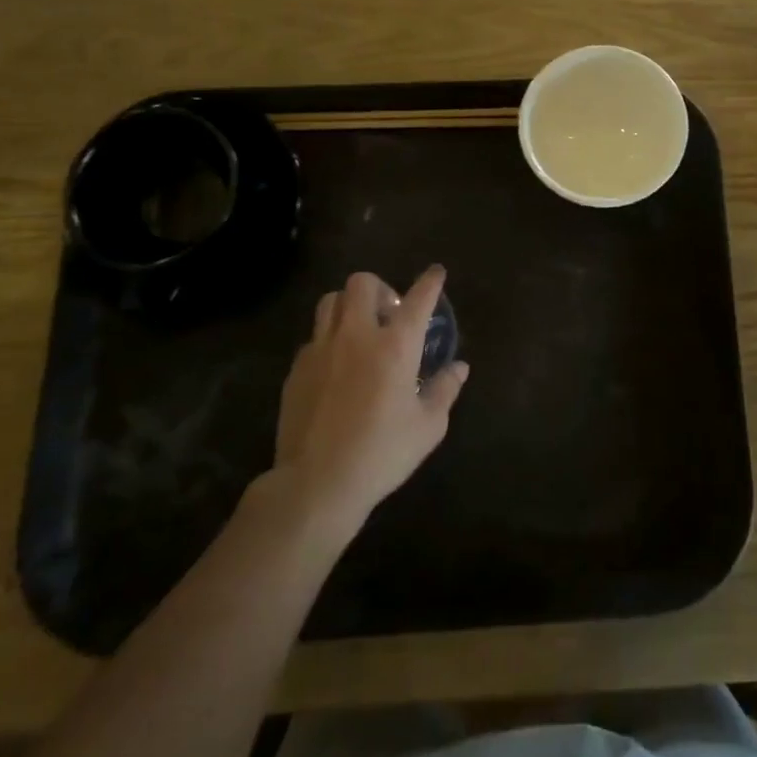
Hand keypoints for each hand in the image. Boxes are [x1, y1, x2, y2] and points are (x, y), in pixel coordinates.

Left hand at [271, 266, 468, 533]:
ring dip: (348, 305)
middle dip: (379, 288)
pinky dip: (329, 339)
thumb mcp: (428, 426)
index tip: (436, 273)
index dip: (430, 282)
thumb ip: (445, 389)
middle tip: (388, 312)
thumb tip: (459, 367)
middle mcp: (357, 335)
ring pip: (330, 301)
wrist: (317, 483)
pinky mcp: (297, 369)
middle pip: (362, 284)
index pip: (418, 298)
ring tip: (359, 328)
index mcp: (395, 345)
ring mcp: (321, 349)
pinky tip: (336, 366)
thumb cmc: (382, 453)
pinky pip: (314, 337)